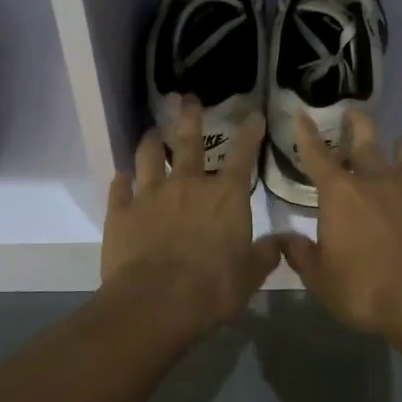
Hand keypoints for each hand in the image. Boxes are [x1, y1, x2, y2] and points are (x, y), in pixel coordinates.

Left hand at [101, 96, 280, 339]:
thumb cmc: (212, 289)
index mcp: (224, 197)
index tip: (254, 115)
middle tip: (187, 98)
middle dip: (190, 117)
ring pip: (149, 156)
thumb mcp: (250, 276)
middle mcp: (188, 185)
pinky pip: (119, 188)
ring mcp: (150, 195)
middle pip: (188, 141)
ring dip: (152, 141)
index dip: (250, 134)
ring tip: (153, 130)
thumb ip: (265, 254)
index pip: (242, 156)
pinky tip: (121, 176)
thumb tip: (282, 242)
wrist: (155, 303)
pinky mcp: (121, 212)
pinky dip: (121, 180)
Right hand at [278, 111, 401, 338]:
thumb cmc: (365, 289)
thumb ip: (302, 255)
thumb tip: (284, 240)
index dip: (307, 134)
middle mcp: (376, 184)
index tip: (302, 114)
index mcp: (341, 194)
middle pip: (366, 142)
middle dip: (357, 124)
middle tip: (354, 112)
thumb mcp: (321, 279)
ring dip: (400, 147)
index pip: (318, 155)